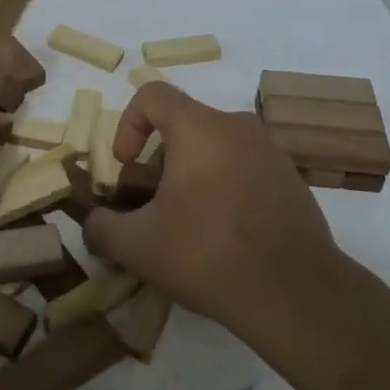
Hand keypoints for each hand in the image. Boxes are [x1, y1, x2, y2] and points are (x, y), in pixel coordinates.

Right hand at [83, 83, 343, 333]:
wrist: (297, 294)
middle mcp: (238, 127)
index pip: (153, 96)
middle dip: (159, 160)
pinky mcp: (292, 181)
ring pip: (217, 148)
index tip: (126, 165)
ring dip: (193, 176)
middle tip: (153, 204)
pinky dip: (225, 189)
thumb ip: (102, 227)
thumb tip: (93, 223)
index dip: (127, 123)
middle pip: (185, 125)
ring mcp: (271, 153)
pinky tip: (225, 236)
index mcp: (200, 128)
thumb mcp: (137, 246)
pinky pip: (245, 169)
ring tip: (188, 224)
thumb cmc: (208, 254)